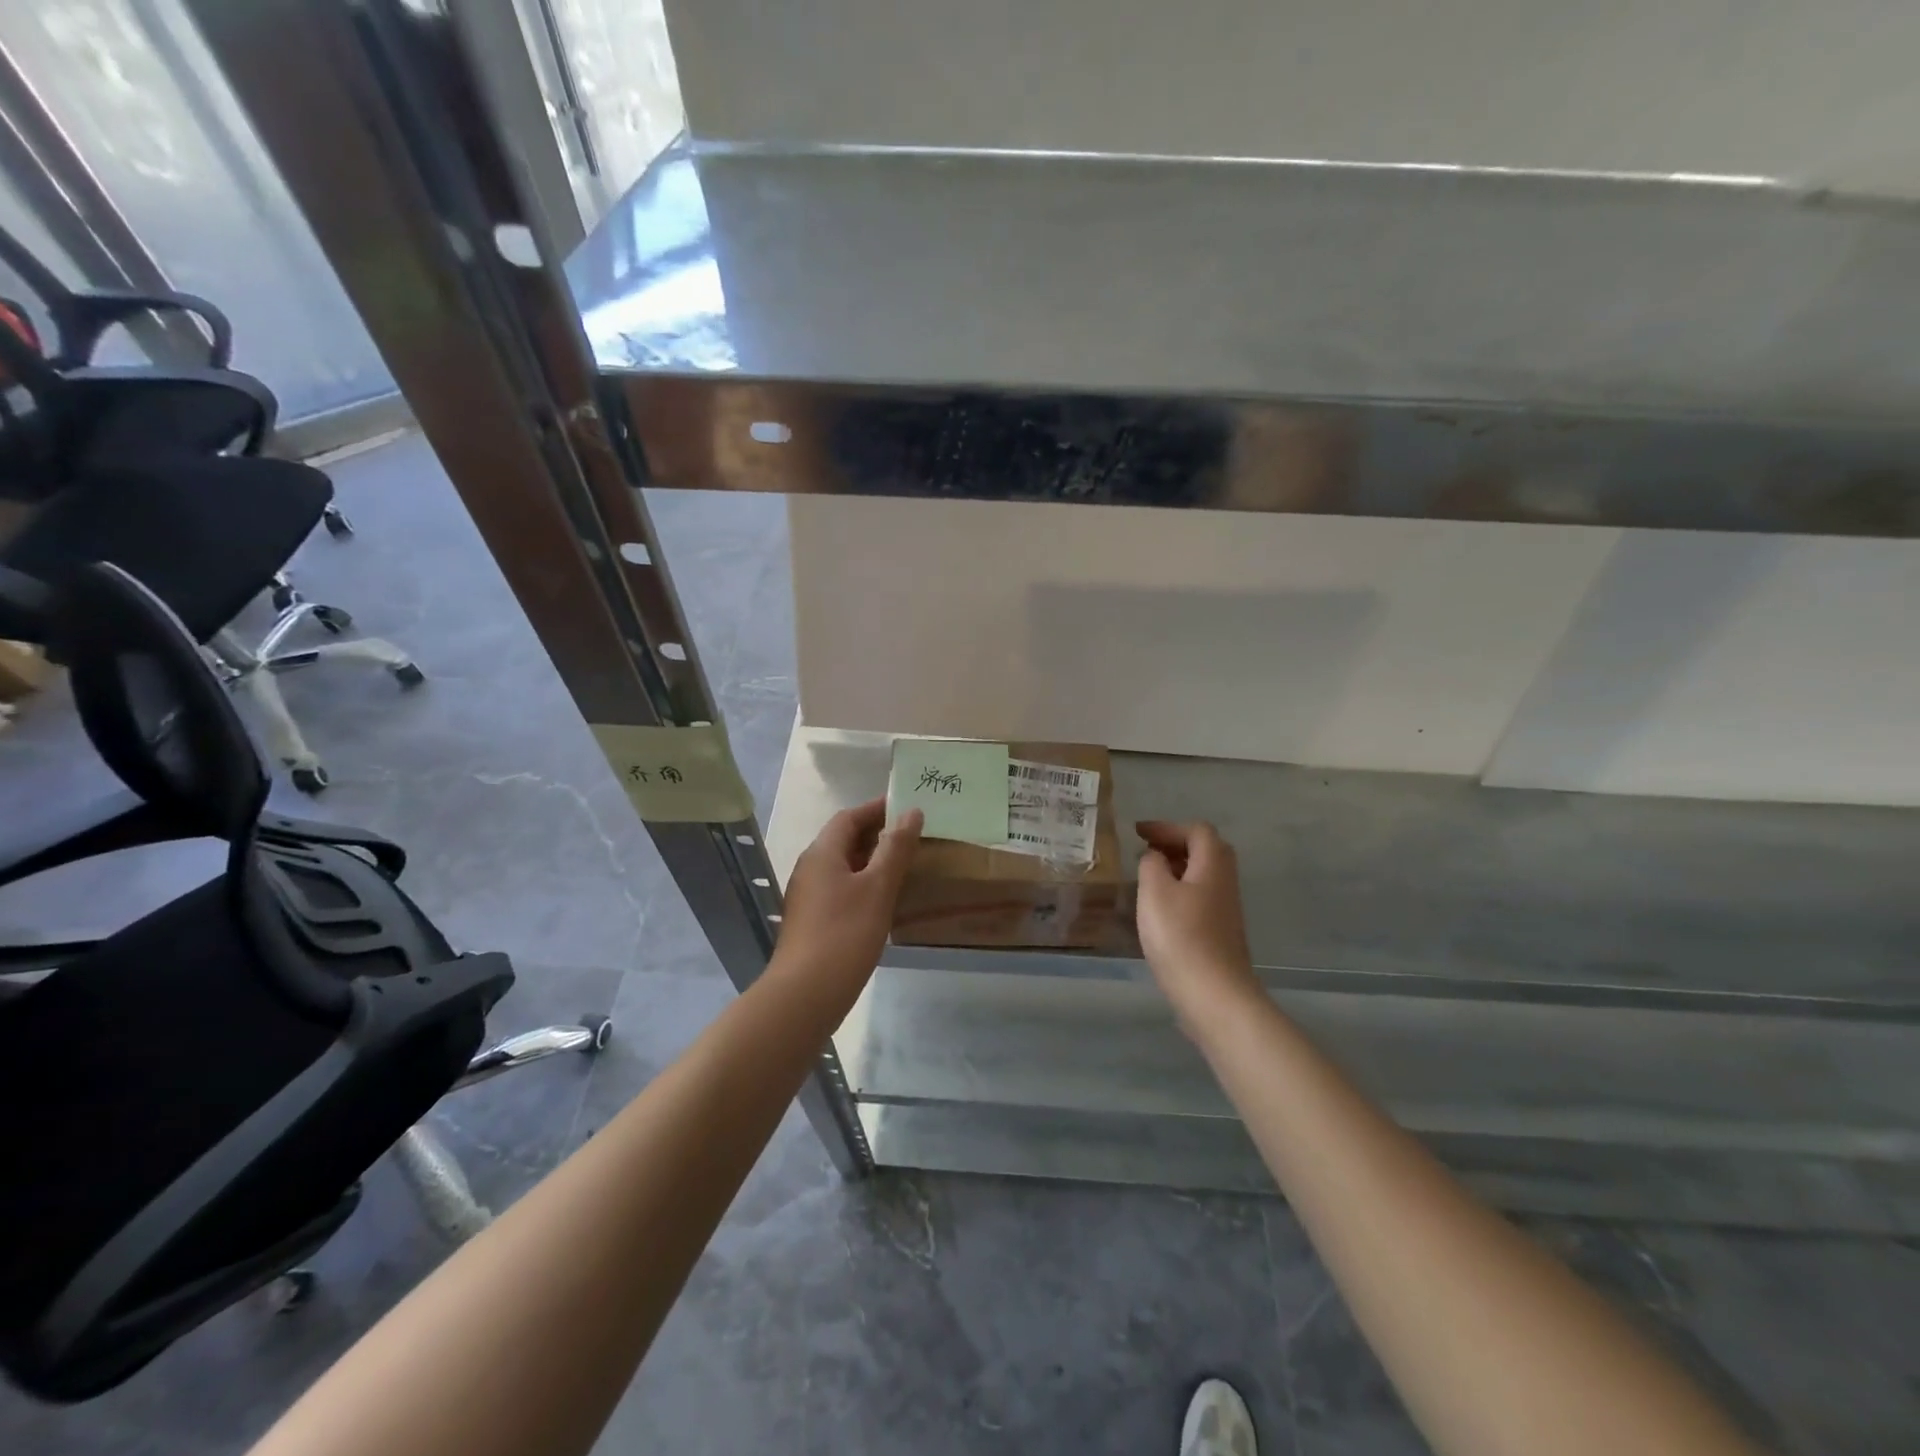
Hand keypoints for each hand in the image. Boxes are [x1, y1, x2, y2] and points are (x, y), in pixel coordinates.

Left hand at [774, 798, 922, 987]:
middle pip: (844, 839)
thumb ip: (896, 848)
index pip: (849, 817)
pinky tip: (884, 899)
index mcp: (822, 853)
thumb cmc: (845, 934)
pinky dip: (864, 883)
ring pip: (843, 866)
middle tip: (913, 835)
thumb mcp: (878, 887)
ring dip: (872, 859)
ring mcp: (808, 896)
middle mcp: (810, 868)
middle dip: (877, 833)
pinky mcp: (812, 920)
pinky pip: (841, 888)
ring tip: (905, 864)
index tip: (908, 806)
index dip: (877, 809)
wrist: (805, 995)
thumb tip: (911, 812)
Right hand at [1135, 820, 1260, 1028]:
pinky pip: (1200, 898)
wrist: (1213, 995)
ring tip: (1148, 878)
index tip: (1138, 833)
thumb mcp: (1155, 892)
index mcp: (1212, 865)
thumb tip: (1156, 856)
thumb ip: (1152, 864)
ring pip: (1204, 876)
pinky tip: (1159, 910)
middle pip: (1207, 851)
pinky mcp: (1221, 934)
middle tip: (1147, 852)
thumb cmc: (1180, 936)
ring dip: (1177, 869)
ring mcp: (1226, 910)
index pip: (1197, 830)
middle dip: (1176, 845)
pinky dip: (1180, 892)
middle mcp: (1225, 883)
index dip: (1167, 827)